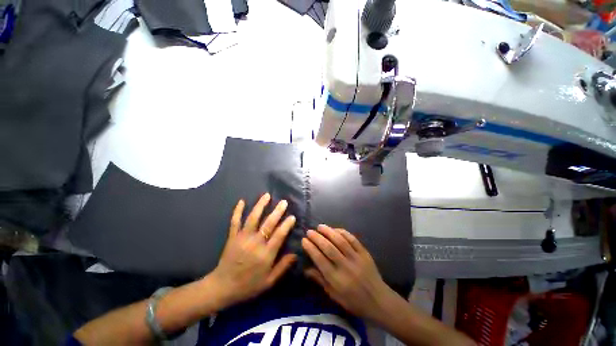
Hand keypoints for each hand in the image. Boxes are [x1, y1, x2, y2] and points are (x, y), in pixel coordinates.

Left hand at [210, 193, 296, 305]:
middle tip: (284, 202)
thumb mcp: (269, 282)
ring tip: (267, 195)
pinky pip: (235, 221)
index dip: (287, 225)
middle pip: (268, 223)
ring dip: (260, 206)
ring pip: (253, 218)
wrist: (222, 288)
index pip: (279, 235)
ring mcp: (242, 238)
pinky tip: (241, 201)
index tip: (292, 216)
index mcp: (265, 254)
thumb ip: (283, 267)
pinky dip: (237, 211)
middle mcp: (255, 243)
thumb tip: (296, 254)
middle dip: (277, 211)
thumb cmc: (248, 286)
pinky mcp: (232, 237)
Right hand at [302, 225, 392, 320]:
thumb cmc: (353, 301)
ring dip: (329, 231)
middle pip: (328, 247)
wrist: (378, 300)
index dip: (311, 248)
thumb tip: (305, 269)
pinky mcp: (364, 253)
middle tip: (309, 231)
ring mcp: (356, 258)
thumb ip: (320, 280)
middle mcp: (345, 266)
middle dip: (317, 237)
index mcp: (336, 279)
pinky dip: (343, 232)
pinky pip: (352, 239)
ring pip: (340, 241)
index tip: (304, 240)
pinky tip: (335, 229)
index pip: (320, 259)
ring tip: (320, 226)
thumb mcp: (334, 295)